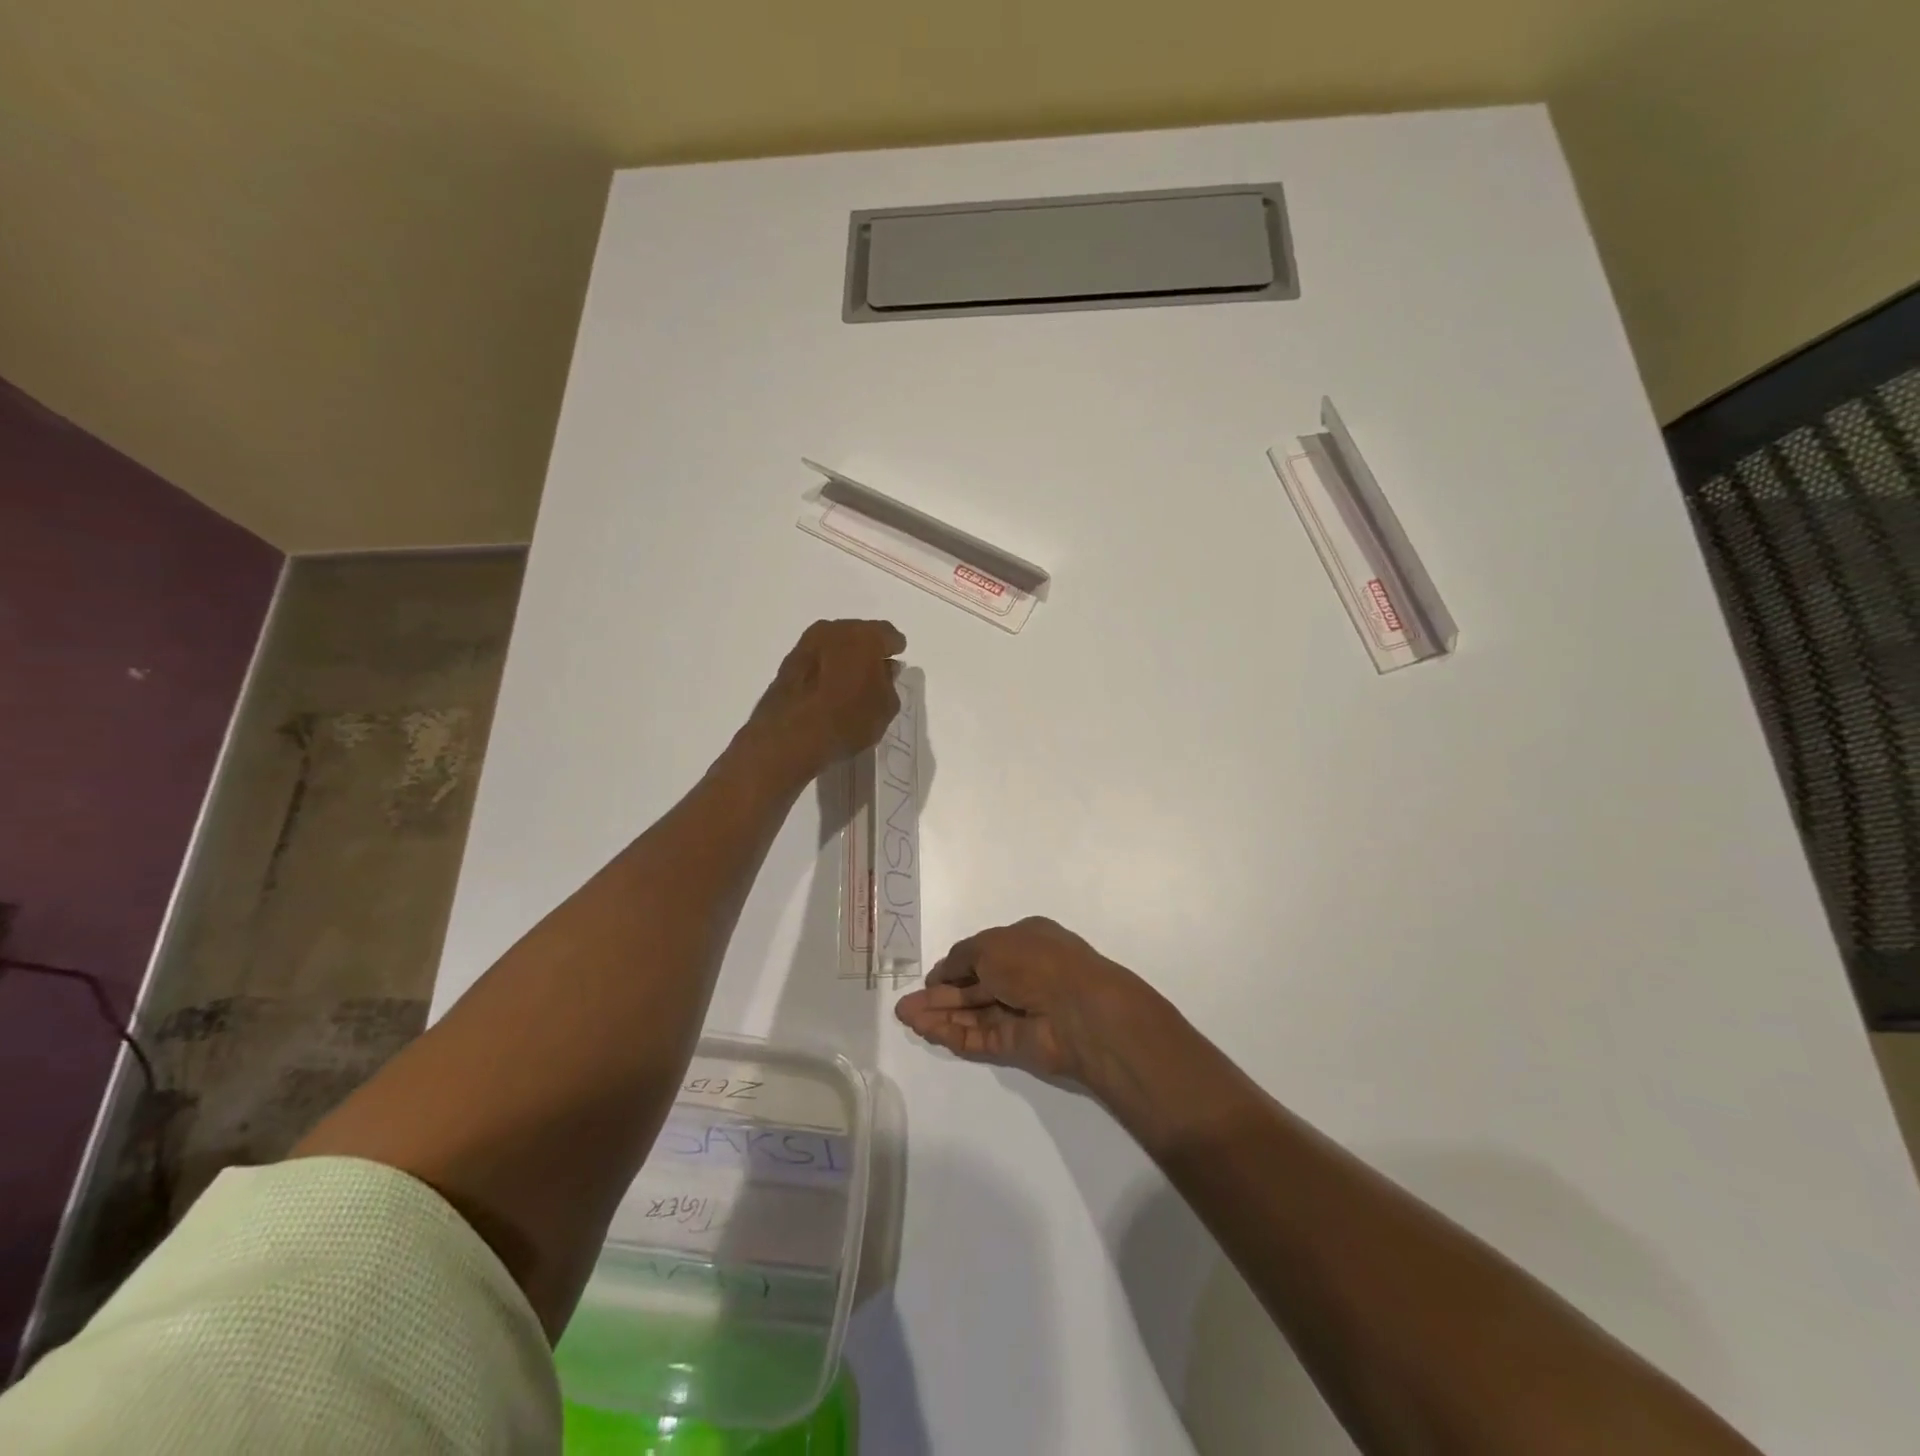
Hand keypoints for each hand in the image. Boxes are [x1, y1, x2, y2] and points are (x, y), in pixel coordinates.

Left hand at [747, 619, 905, 776]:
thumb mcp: (885, 707)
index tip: (896, 659)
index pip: (888, 634)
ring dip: (843, 658)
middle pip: (858, 635)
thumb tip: (884, 669)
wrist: (790, 737)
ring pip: (834, 645)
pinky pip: (816, 660)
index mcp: (864, 636)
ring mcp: (806, 644)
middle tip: (874, 670)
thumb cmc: (848, 719)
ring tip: (850, 681)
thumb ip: (889, 683)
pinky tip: (828, 688)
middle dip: (867, 650)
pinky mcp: (786, 663)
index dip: (894, 647)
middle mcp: (834, 630)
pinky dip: (825, 669)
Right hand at [894, 917, 1161, 1088]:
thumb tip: (941, 975)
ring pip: (973, 1014)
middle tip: (905, 1005)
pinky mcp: (1017, 1044)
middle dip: (939, 995)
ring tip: (905, 1018)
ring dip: (940, 1015)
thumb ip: (961, 958)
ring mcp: (1020, 1011)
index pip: (982, 954)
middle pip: (973, 987)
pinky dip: (953, 1034)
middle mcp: (1022, 975)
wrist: (1078, 1009)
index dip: (954, 967)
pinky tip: (926, 1031)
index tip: (928, 979)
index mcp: (1025, 942)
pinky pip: (979, 1037)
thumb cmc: (1035, 961)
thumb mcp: (990, 944)